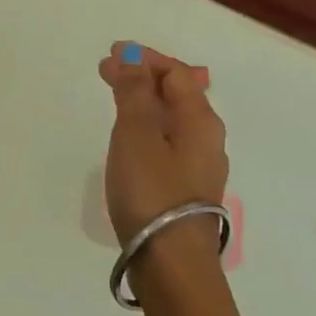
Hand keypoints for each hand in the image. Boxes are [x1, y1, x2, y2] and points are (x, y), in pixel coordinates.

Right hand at [98, 41, 229, 248]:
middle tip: (107, 70)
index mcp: (200, 120)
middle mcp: (207, 139)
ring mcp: (199, 166)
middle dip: (143, 77)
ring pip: (173, 119)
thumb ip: (134, 93)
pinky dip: (147, 126)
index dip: (144, 58)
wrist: (170, 262)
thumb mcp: (136, 134)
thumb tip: (132, 59)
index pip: (176, 73)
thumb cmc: (152, 191)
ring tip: (116, 97)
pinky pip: (168, 141)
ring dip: (145, 101)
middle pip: (178, 94)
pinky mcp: (186, 189)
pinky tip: (131, 138)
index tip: (111, 52)